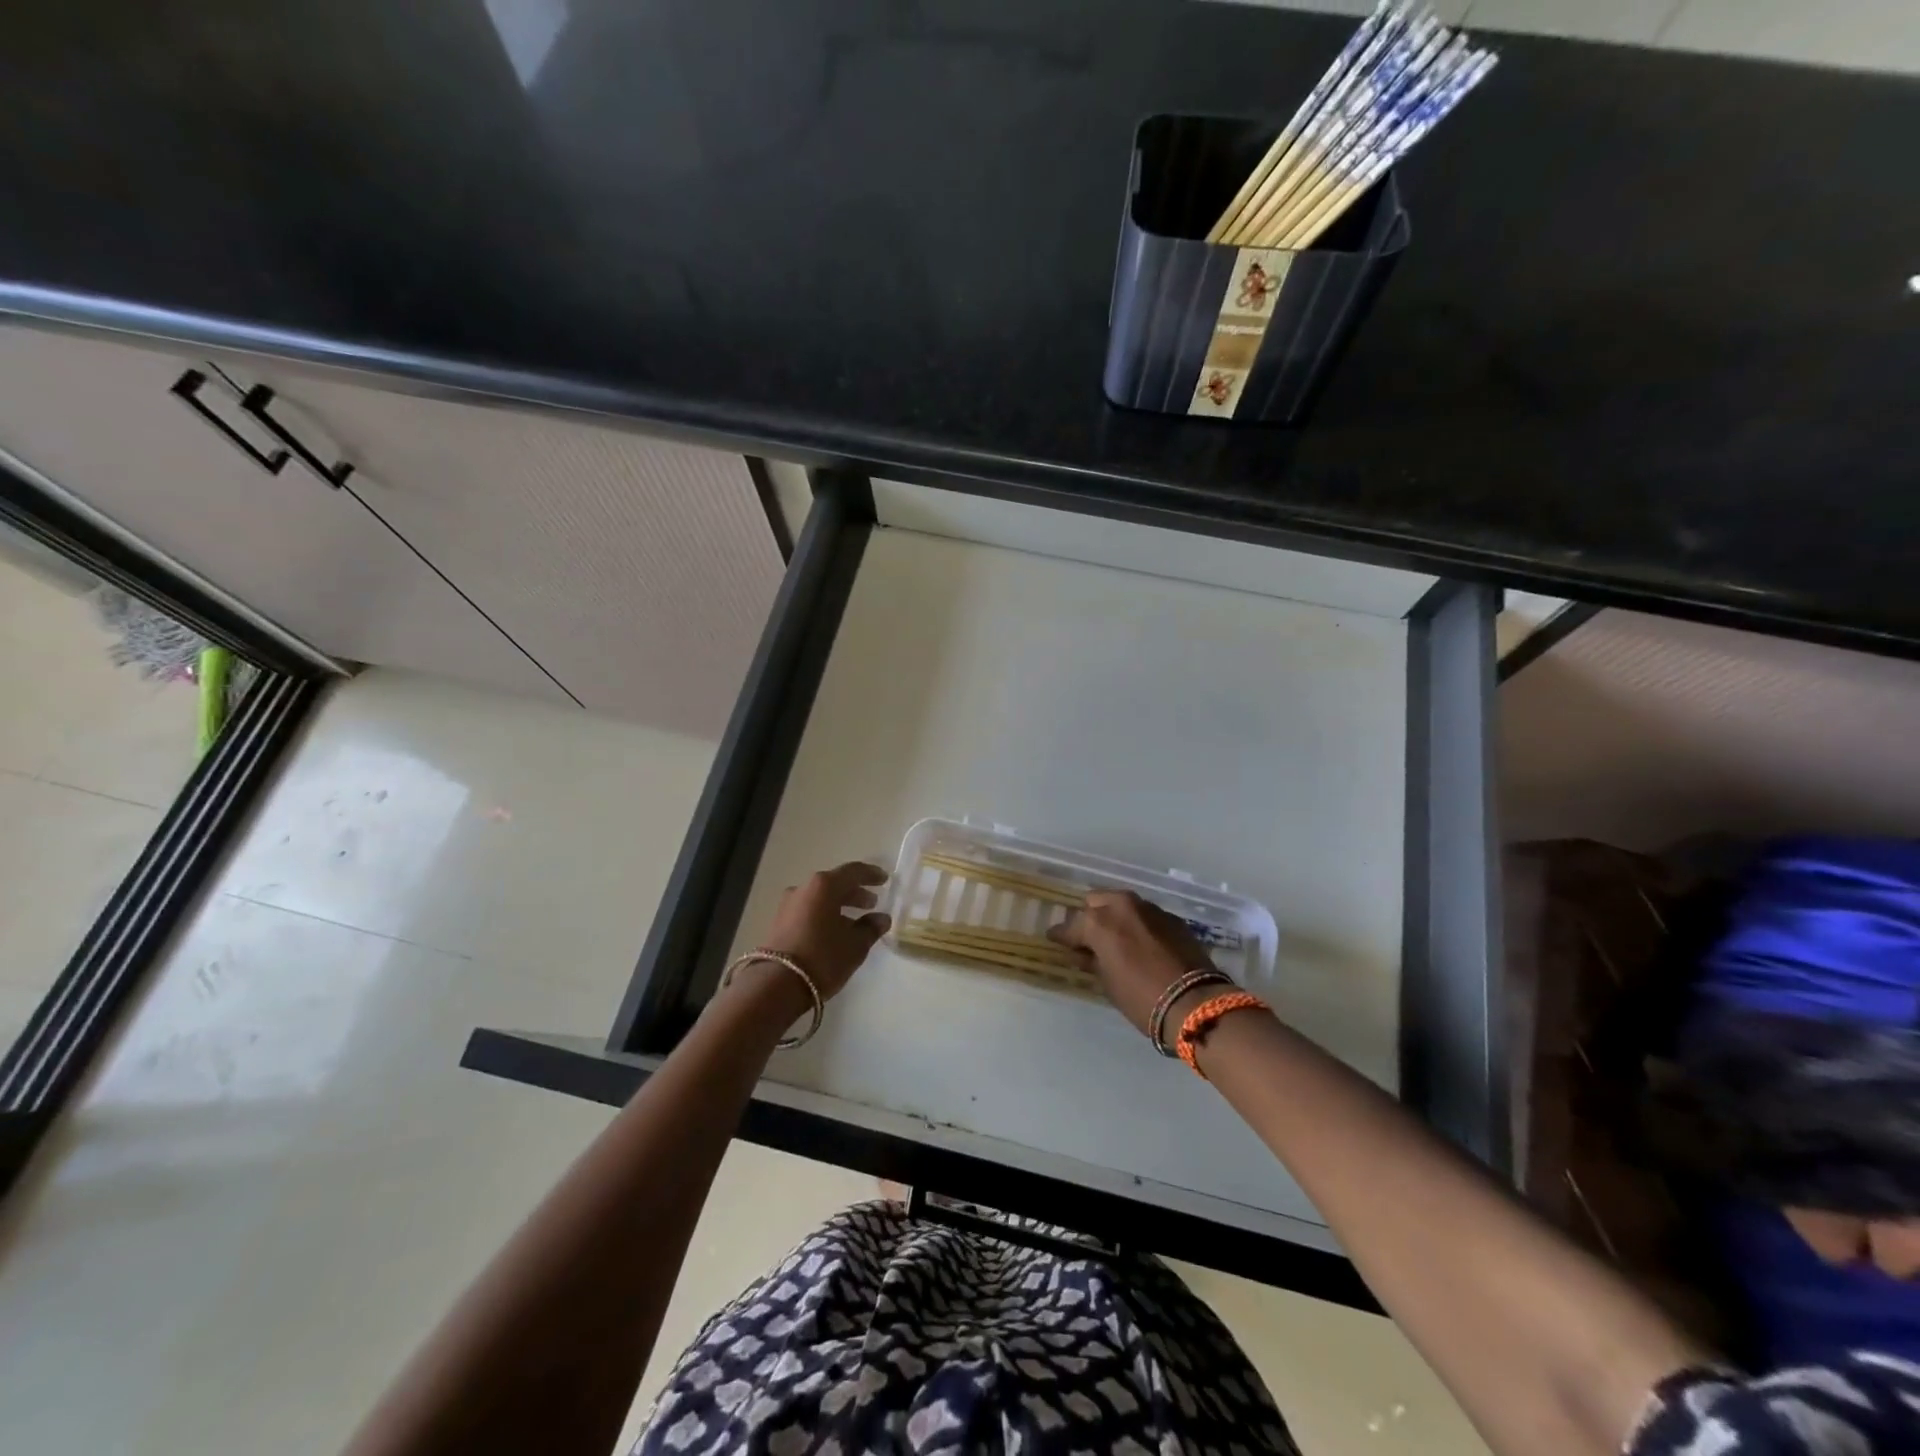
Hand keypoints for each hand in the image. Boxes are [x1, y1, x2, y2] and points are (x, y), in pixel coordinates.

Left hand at [759, 862, 890, 999]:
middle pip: (834, 884)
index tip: (884, 879)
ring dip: (839, 905)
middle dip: (855, 892)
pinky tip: (835, 931)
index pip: (853, 872)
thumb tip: (881, 918)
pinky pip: (809, 911)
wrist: (776, 985)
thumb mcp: (855, 945)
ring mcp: (788, 905)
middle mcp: (804, 888)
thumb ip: (871, 928)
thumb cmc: (822, 957)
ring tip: (855, 920)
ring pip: (820, 898)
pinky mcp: (779, 923)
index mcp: (824, 885)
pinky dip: (824, 915)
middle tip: (872, 903)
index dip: (871, 875)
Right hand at [1049, 890, 1219, 1037]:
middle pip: (1096, 902)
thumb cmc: (1141, 997)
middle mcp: (1122, 906)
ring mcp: (1150, 909)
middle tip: (1089, 939)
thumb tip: (1084, 953)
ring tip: (1116, 940)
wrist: (1195, 1002)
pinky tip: (1141, 944)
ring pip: (1122, 905)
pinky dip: (1138, 926)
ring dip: (1116, 919)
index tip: (1055, 941)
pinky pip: (1145, 916)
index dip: (1061, 936)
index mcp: (1099, 921)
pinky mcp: (1172, 918)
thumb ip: (1092, 961)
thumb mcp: (1108, 983)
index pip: (1070, 926)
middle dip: (1090, 918)